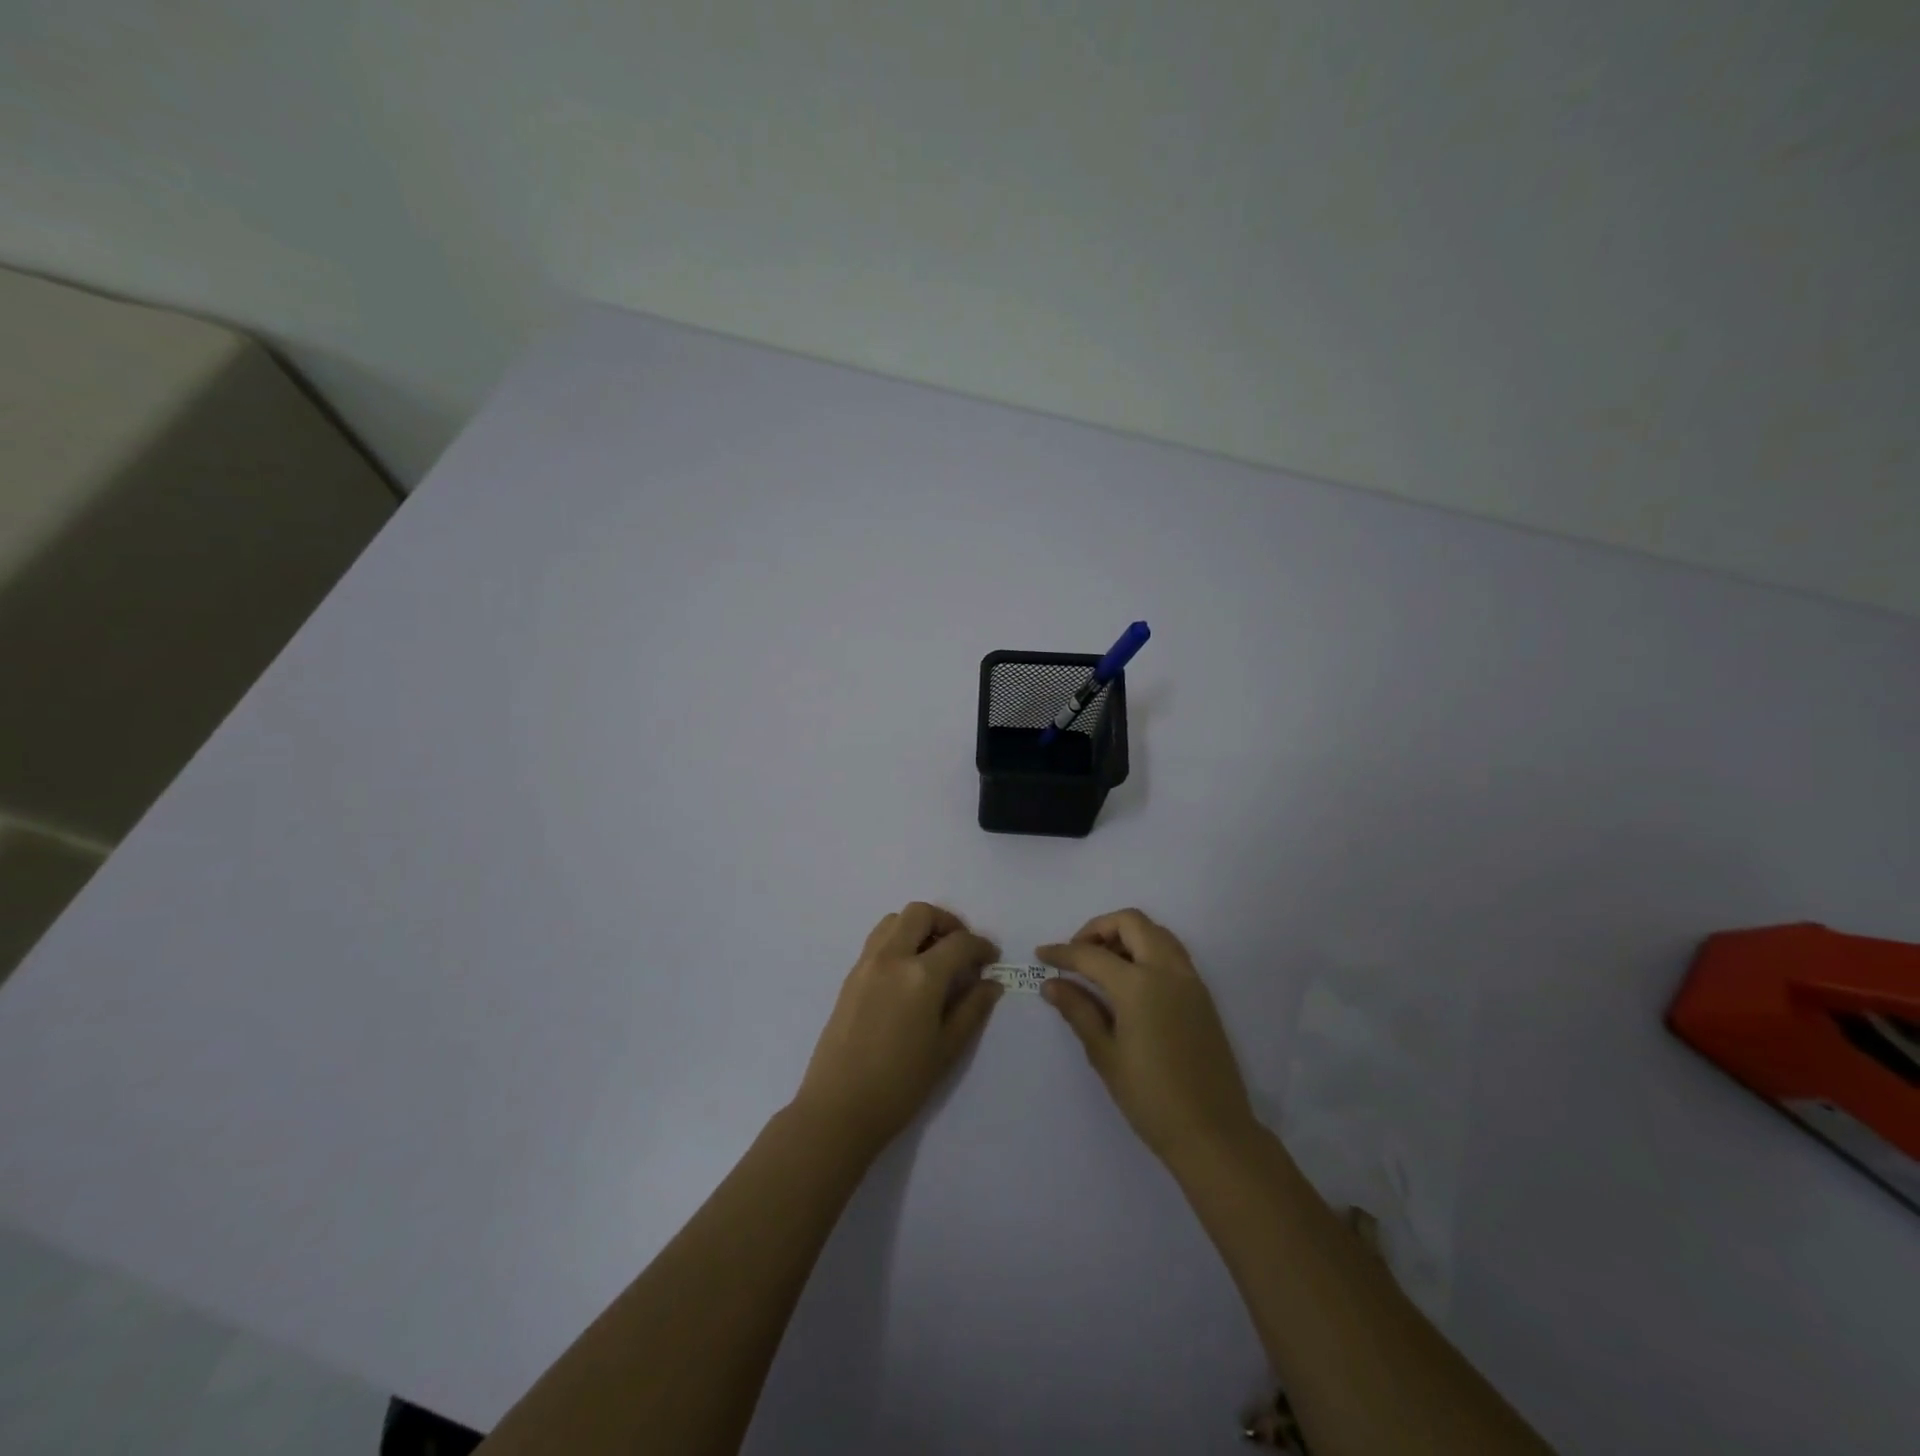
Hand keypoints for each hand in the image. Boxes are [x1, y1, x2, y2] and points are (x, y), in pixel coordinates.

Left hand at [794, 903, 1002, 1157]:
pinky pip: (878, 940)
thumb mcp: (947, 1048)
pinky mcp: (850, 976)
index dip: (982, 946)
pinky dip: (898, 940)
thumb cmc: (901, 1084)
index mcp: (921, 975)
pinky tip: (908, 973)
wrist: (839, 1108)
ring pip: (895, 920)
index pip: (959, 943)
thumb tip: (991, 982)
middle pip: (921, 914)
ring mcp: (866, 964)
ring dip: (919, 926)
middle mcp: (892, 957)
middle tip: (962, 948)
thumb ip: (972, 1009)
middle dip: (947, 922)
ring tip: (934, 956)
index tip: (992, 958)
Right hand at [1038, 909, 1257, 1164]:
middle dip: (1098, 929)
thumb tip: (1052, 984)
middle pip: (1131, 922)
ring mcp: (1190, 979)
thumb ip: (1079, 1010)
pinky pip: (1171, 952)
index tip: (1041, 955)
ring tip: (1102, 965)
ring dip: (1126, 935)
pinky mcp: (1202, 994)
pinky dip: (1146, 949)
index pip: (1091, 954)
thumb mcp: (1105, 1055)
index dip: (1062, 952)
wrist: (1213, 1132)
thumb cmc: (1151, 1097)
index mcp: (1139, 984)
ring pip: (1155, 931)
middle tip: (1077, 954)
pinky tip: (1130, 981)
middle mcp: (1167, 970)